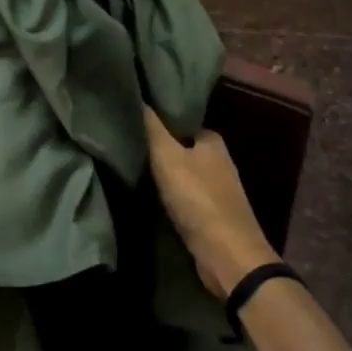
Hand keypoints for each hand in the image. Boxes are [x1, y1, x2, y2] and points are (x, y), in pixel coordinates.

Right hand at [143, 107, 279, 296]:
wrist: (227, 255)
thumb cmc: (197, 198)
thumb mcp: (167, 156)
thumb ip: (151, 127)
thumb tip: (137, 94)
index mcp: (212, 140)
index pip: (179, 122)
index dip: (155, 122)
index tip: (130, 123)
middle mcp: (218, 161)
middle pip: (179, 148)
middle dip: (157, 148)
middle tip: (124, 146)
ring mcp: (216, 189)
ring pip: (181, 173)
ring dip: (161, 174)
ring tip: (130, 168)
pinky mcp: (211, 214)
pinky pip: (183, 196)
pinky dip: (168, 195)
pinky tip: (148, 196)